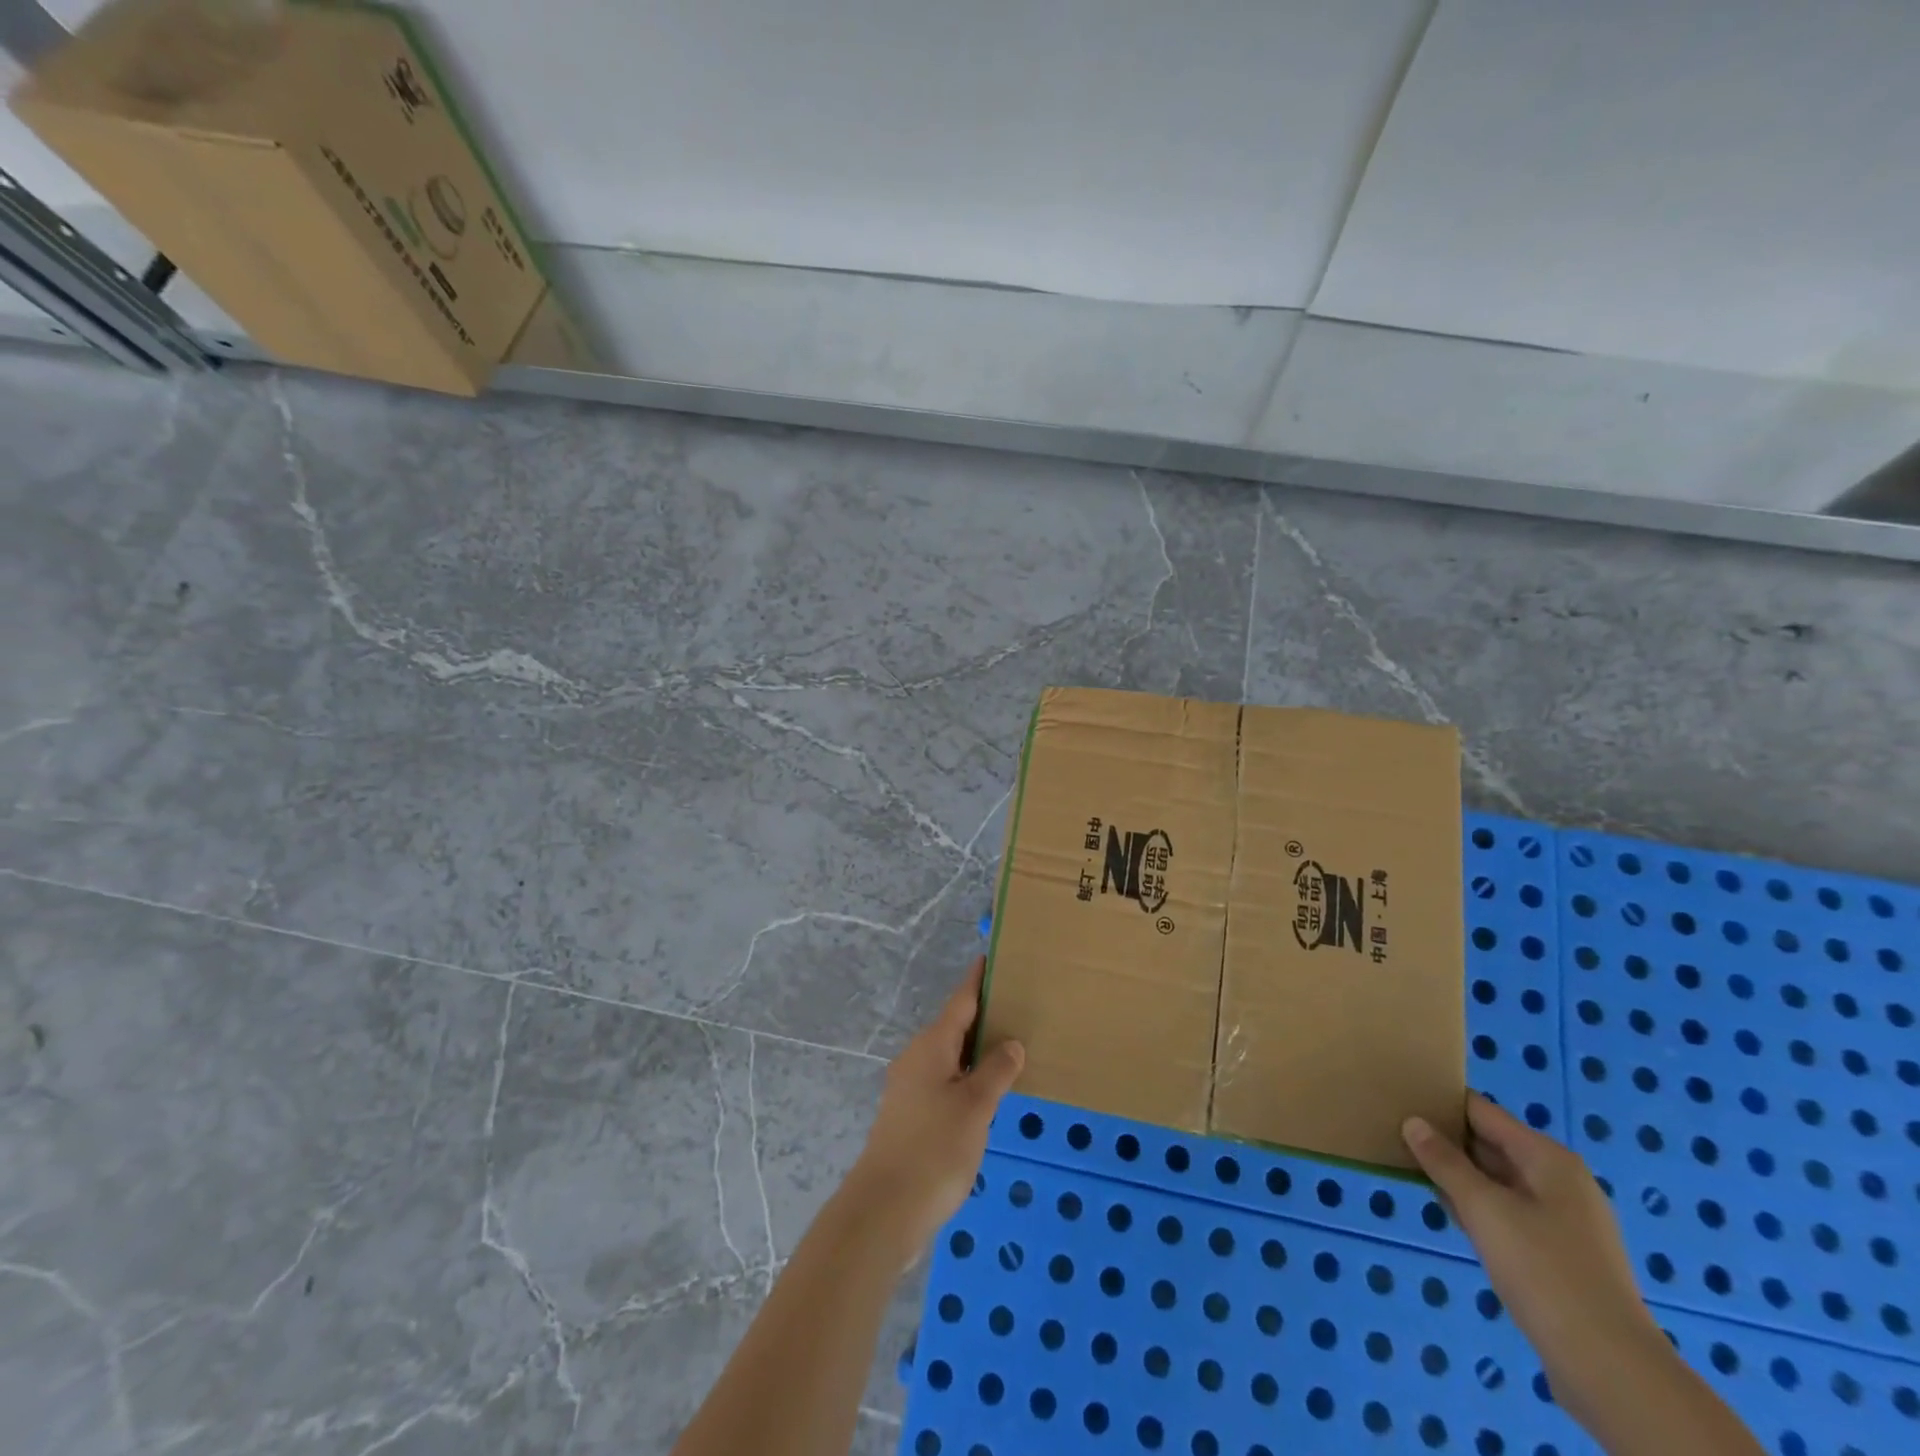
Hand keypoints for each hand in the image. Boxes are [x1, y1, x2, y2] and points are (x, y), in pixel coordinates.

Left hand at [847, 957, 1024, 1263]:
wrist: (884, 1210)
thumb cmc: (934, 1149)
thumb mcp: (975, 1107)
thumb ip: (996, 1071)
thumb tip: (1011, 1043)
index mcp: (932, 1046)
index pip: (961, 1000)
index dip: (978, 980)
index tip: (993, 957)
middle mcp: (918, 1058)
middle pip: (955, 1026)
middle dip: (984, 1015)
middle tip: (1019, 1005)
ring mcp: (911, 1088)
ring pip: (951, 1057)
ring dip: (977, 1050)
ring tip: (1012, 1046)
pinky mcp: (911, 1116)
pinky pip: (946, 1082)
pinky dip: (968, 1077)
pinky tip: (989, 1092)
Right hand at [1402, 1094, 1665, 1423]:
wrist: (1611, 1369)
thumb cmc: (1544, 1271)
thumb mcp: (1484, 1209)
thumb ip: (1444, 1161)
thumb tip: (1412, 1122)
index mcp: (1547, 1158)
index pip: (1482, 1111)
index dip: (1441, 1103)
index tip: (1399, 1100)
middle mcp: (1559, 1180)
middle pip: (1491, 1144)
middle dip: (1446, 1140)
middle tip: (1395, 1133)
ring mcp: (1563, 1220)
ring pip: (1497, 1180)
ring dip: (1458, 1175)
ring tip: (1411, 1167)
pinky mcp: (1559, 1253)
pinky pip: (1508, 1212)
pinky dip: (1477, 1206)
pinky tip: (1449, 1212)